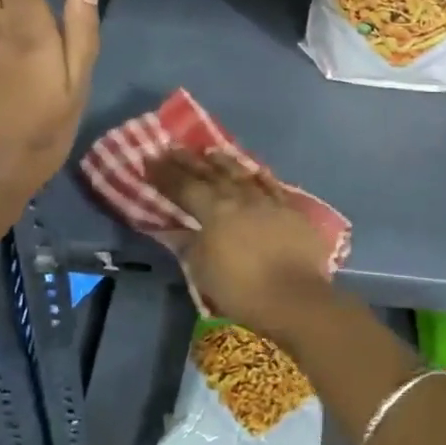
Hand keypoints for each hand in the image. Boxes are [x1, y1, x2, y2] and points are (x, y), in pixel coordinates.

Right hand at [149, 148, 334, 342]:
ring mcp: (268, 201)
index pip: (184, 187)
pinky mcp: (291, 210)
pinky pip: (271, 185)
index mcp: (214, 211)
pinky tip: (254, 170)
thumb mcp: (203, 271)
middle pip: (211, 174)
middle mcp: (240, 198)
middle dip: (189, 161)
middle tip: (172, 147)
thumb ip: (189, 244)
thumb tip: (176, 229)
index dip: (165, 174)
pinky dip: (259, 176)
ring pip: (241, 173)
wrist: (295, 298)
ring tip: (210, 151)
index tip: (150, 159)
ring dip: (224, 161)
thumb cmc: (242, 290)